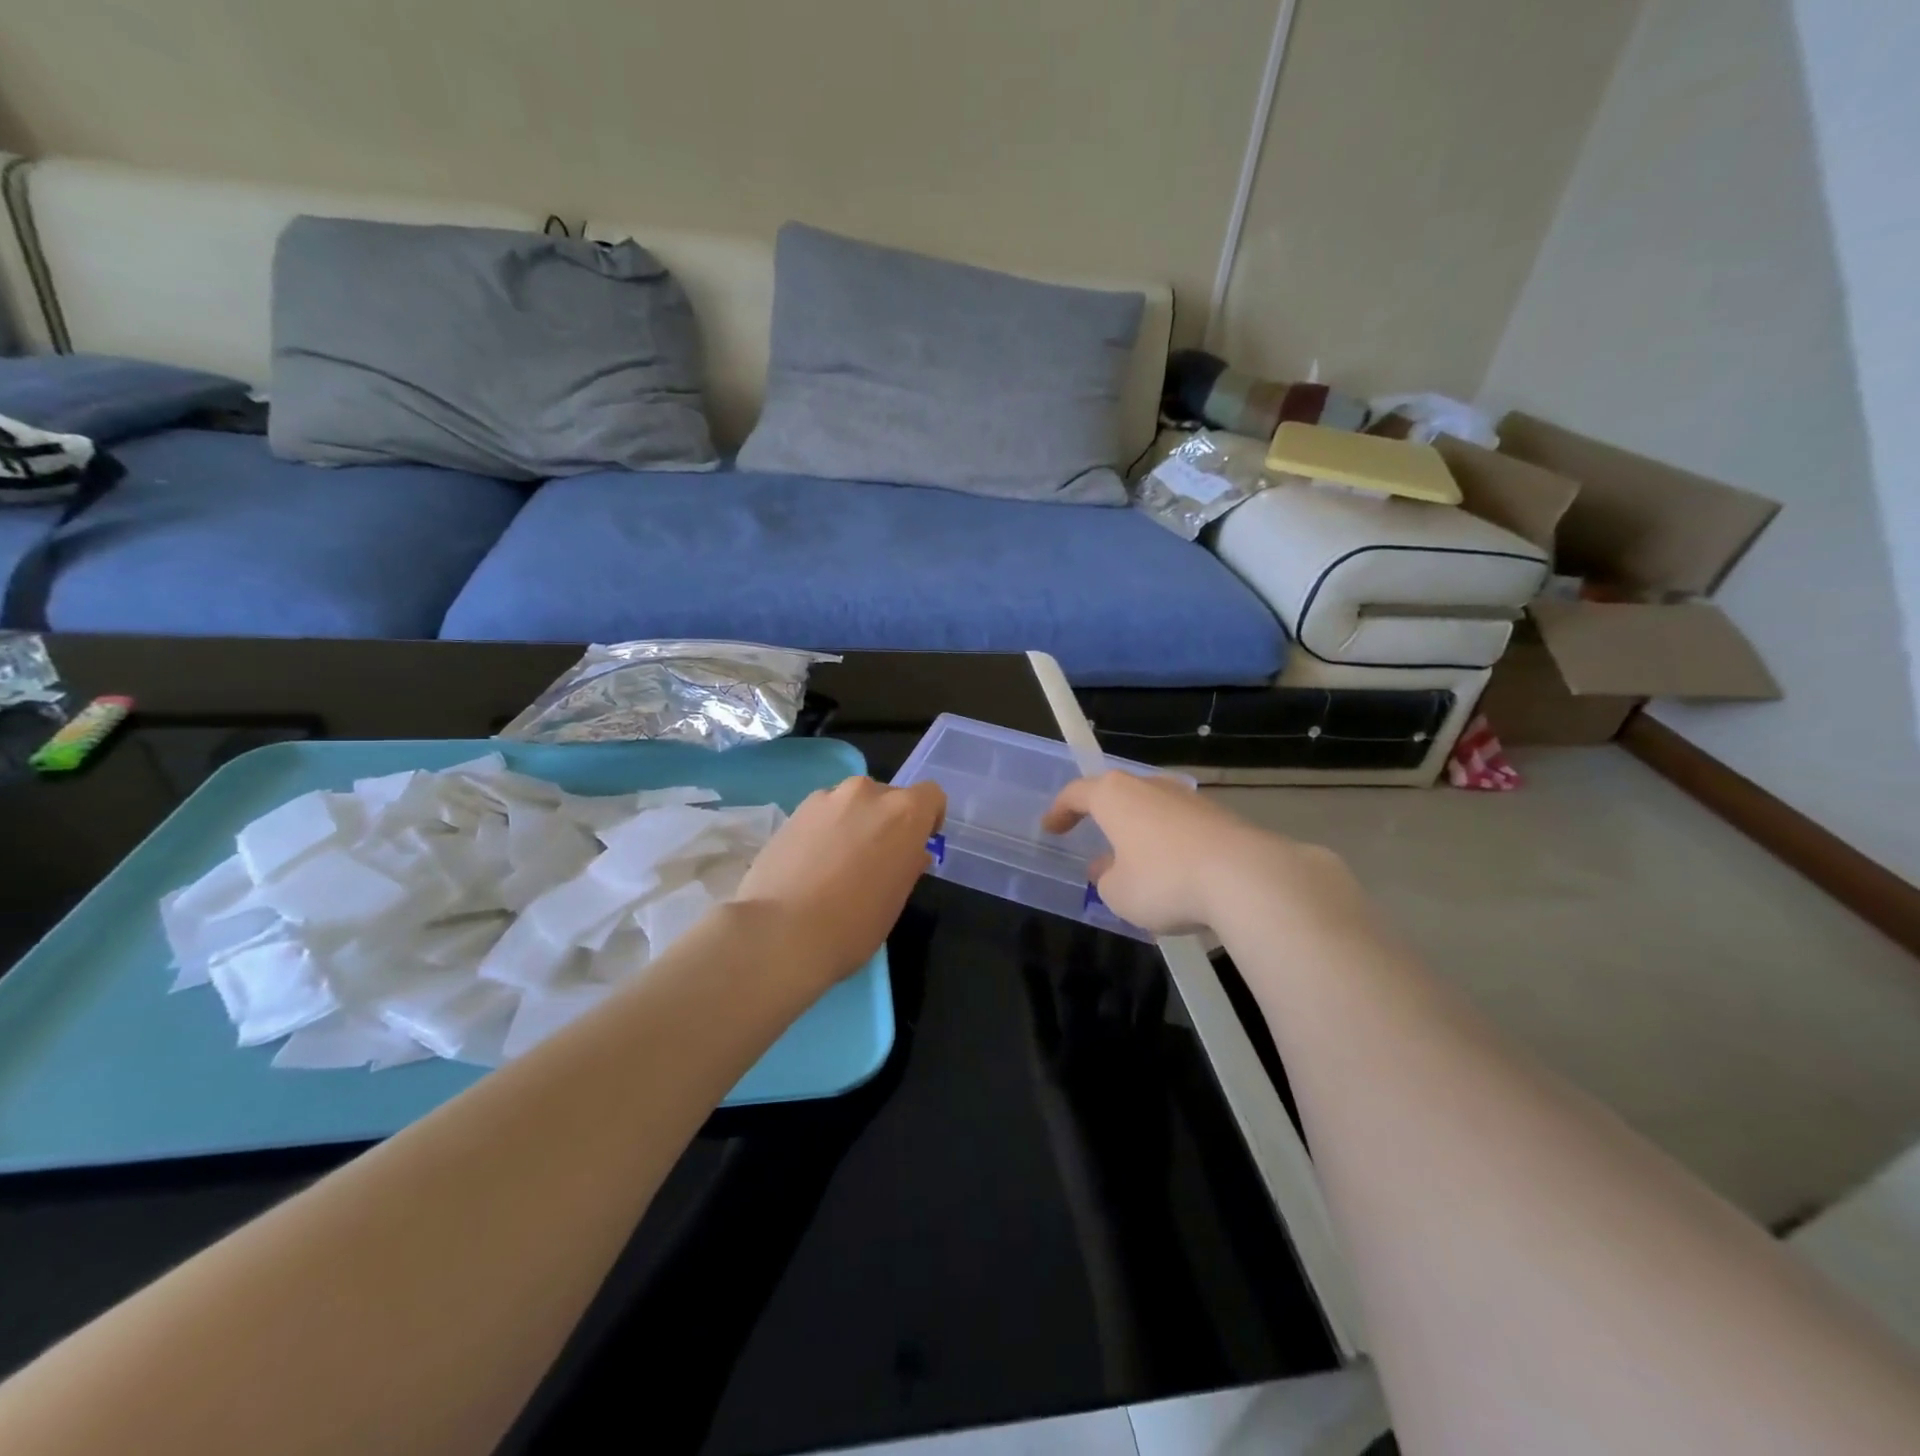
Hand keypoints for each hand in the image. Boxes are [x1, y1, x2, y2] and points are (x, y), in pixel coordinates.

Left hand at [734, 776, 945, 985]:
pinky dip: (824, 829)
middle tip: (875, 859)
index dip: (928, 819)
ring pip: (852, 802)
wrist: (782, 932)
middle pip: (889, 797)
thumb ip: (907, 865)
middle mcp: (868, 793)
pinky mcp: (794, 810)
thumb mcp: (896, 899)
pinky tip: (810, 863)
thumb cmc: (854, 924)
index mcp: (904, 812)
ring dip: (853, 822)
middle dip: (887, 821)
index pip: (930, 796)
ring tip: (838, 862)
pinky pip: (822, 813)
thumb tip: (908, 852)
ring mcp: (827, 798)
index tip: (917, 846)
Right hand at [1042, 771, 1364, 935]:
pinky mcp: (1220, 815)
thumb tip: (1107, 868)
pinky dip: (1169, 841)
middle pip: (1117, 793)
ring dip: (1138, 829)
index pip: (1076, 793)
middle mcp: (1150, 786)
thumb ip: (1105, 878)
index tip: (1051, 828)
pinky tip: (1173, 869)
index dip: (1060, 811)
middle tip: (1092, 836)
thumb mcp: (1118, 893)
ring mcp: (1188, 798)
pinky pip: (1180, 824)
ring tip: (1134, 858)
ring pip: (1152, 808)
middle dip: (1103, 815)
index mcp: (1115, 796)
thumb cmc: (1165, 881)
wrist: (1246, 878)